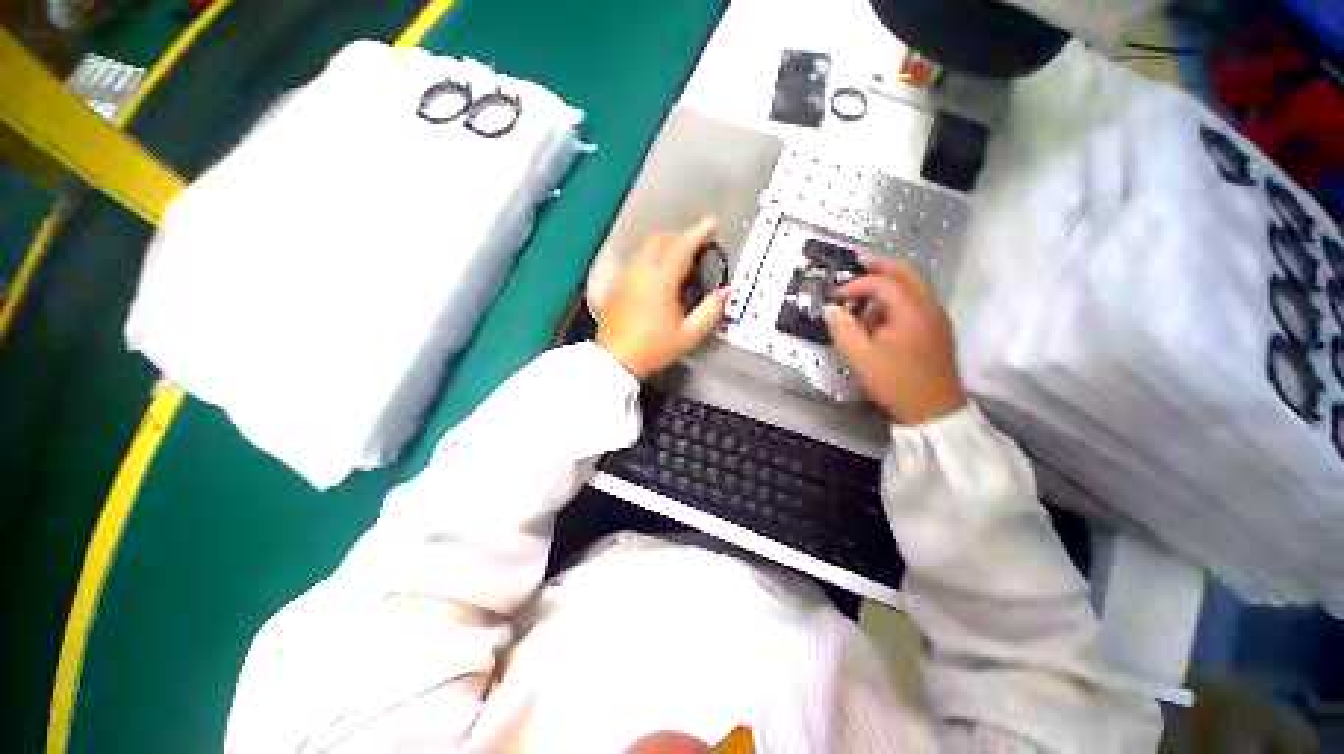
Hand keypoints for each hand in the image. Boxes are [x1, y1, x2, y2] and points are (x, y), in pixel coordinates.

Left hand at [597, 219, 727, 378]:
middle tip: (696, 246)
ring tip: (679, 261)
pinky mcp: (616, 284)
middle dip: (680, 236)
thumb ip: (710, 311)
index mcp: (660, 279)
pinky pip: (636, 260)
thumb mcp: (688, 335)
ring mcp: (625, 275)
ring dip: (664, 246)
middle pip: (660, 238)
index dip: (699, 232)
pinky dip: (651, 258)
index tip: (712, 224)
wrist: (614, 360)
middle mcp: (640, 269)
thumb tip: (726, 291)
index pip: (681, 246)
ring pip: (646, 247)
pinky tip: (657, 276)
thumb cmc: (653, 348)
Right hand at [824, 258, 966, 425]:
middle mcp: (929, 306)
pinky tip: (882, 317)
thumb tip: (830, 309)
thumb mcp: (860, 357)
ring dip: (890, 283)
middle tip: (859, 263)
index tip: (836, 296)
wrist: (933, 409)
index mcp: (911, 310)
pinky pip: (918, 302)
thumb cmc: (895, 381)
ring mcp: (937, 317)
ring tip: (864, 297)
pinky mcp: (938, 329)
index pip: (883, 282)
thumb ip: (843, 329)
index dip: (857, 284)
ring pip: (915, 286)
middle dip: (881, 266)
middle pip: (907, 272)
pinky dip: (899, 299)